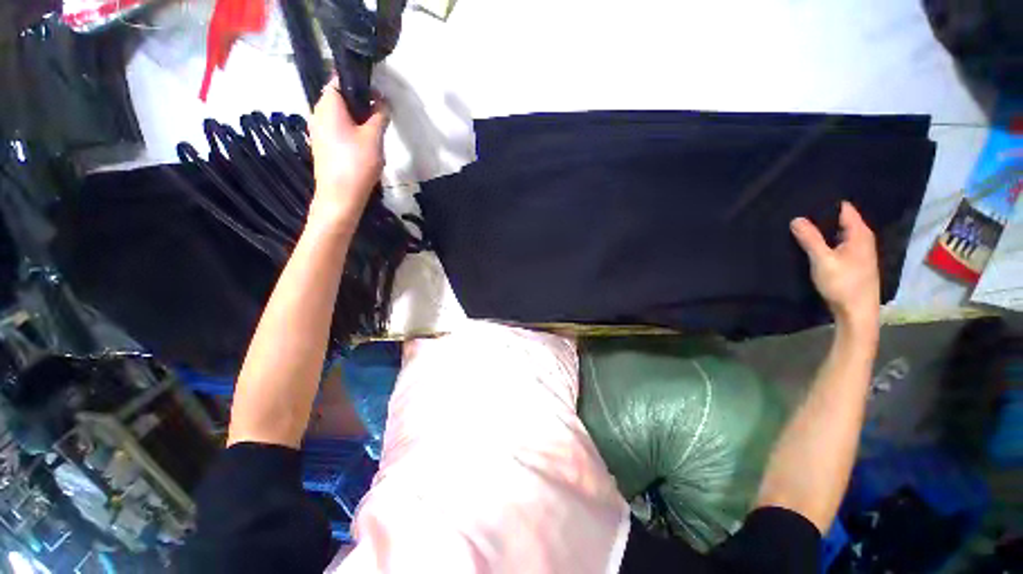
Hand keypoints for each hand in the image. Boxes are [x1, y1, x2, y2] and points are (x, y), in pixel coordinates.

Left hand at [308, 77, 388, 226]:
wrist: (340, 196)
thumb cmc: (356, 163)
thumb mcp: (374, 137)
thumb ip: (380, 116)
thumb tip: (383, 102)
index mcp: (327, 105)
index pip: (339, 81)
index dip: (359, 84)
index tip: (378, 94)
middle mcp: (318, 113)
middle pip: (340, 99)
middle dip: (361, 104)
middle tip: (380, 115)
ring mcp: (318, 131)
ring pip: (340, 116)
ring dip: (358, 120)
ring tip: (376, 133)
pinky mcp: (322, 147)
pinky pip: (337, 130)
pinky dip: (351, 132)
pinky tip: (365, 146)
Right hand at [791, 201, 880, 331]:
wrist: (857, 312)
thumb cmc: (843, 284)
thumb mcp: (823, 260)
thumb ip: (810, 239)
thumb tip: (796, 218)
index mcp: (859, 234)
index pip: (845, 209)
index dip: (827, 204)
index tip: (807, 200)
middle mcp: (863, 239)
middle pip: (843, 220)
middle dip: (824, 216)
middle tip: (800, 212)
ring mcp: (860, 252)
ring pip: (841, 233)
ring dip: (825, 230)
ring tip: (804, 225)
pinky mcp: (854, 263)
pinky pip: (840, 243)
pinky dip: (828, 240)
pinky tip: (815, 244)